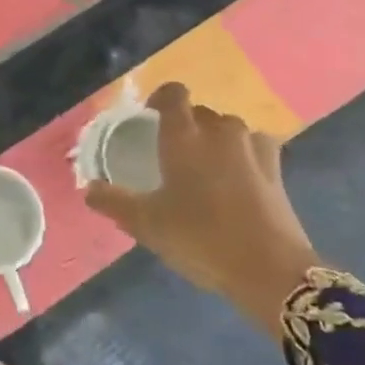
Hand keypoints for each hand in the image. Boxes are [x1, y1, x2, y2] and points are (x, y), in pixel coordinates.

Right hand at [84, 83, 319, 334]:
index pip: (173, 94)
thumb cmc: (200, 238)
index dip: (159, 99)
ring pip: (228, 129)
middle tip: (170, 156)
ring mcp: (252, 147)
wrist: (269, 269)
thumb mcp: (146, 224)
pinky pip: (253, 147)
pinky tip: (237, 178)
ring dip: (214, 140)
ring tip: (203, 169)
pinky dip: (242, 155)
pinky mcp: (276, 167)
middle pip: (199, 113)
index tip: (148, 118)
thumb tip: (88, 188)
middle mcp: (219, 131)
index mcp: (184, 136)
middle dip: (184, 126)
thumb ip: (113, 201)